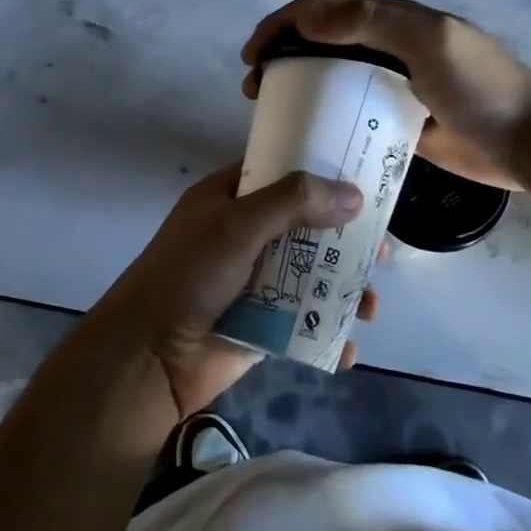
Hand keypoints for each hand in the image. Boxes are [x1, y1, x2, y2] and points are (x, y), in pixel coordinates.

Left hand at [87, 165, 376, 417]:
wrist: (148, 357)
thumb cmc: (189, 274)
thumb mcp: (238, 225)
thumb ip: (293, 202)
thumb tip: (353, 195)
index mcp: (229, 200)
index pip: (281, 173)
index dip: (321, 173)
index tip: (365, 178)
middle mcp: (244, 236)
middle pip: (306, 227)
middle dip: (346, 239)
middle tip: (382, 251)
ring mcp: (254, 282)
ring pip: (311, 276)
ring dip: (345, 289)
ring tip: (372, 306)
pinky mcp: (262, 324)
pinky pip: (304, 322)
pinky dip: (328, 333)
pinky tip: (348, 347)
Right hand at [242, 0, 530, 190]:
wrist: (529, 142)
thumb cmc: (480, 87)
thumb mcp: (428, 41)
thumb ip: (371, 21)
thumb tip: (306, 18)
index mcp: (394, 20)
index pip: (325, 8)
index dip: (282, 23)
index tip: (252, 55)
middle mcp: (389, 48)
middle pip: (321, 42)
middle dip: (281, 55)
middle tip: (255, 89)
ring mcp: (394, 86)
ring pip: (333, 79)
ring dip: (298, 87)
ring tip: (273, 113)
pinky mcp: (399, 123)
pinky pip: (352, 115)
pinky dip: (325, 119)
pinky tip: (307, 139)